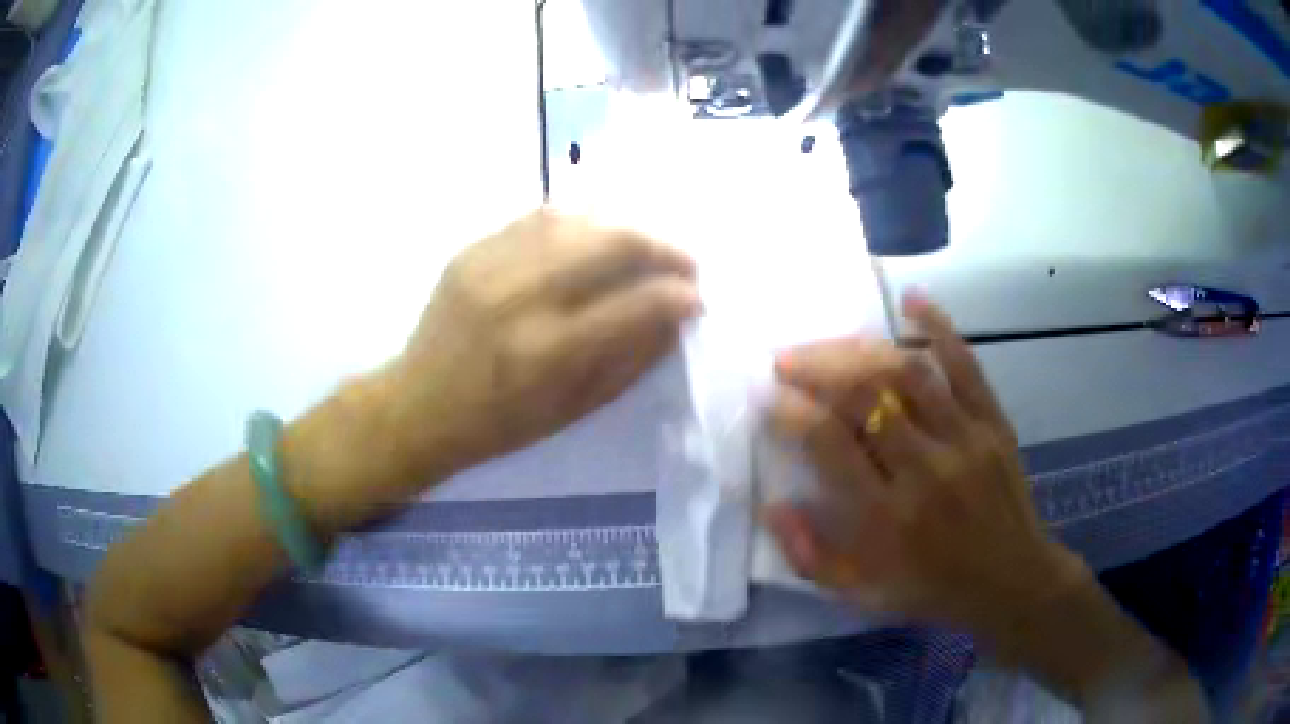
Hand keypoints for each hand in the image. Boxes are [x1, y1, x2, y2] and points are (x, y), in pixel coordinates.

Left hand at [381, 209, 701, 482]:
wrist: (418, 404)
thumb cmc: (499, 424)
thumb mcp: (573, 409)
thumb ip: (630, 359)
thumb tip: (676, 315)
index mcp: (549, 352)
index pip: (637, 304)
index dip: (679, 295)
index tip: (696, 298)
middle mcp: (522, 297)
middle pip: (613, 242)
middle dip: (662, 248)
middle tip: (682, 263)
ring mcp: (492, 264)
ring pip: (579, 218)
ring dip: (625, 227)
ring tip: (642, 246)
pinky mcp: (472, 249)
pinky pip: (540, 217)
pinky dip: (580, 222)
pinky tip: (593, 237)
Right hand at [763, 292, 1083, 637]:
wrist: (1011, 581)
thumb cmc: (932, 589)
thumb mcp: (860, 595)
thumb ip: (809, 556)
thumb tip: (773, 503)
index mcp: (887, 518)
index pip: (829, 443)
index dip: (790, 411)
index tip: (768, 397)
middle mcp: (925, 469)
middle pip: (866, 394)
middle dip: (817, 367)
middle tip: (786, 360)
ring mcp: (966, 440)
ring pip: (908, 372)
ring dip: (861, 350)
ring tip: (830, 346)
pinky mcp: (994, 423)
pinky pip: (966, 364)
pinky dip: (938, 327)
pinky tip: (911, 299)